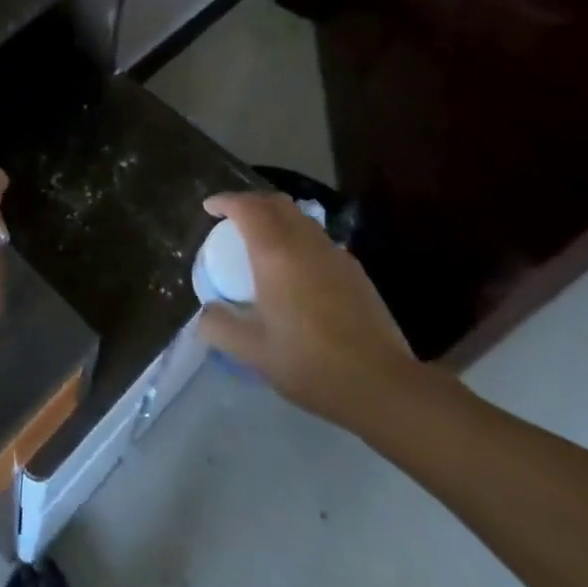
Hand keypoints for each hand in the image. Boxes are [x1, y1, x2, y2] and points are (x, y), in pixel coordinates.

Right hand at [196, 192, 420, 430]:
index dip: (225, 201)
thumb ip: (219, 327)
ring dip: (276, 217)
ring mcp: (335, 254)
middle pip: (275, 202)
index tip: (209, 208)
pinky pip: (318, 238)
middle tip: (232, 218)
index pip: (247, 207)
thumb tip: (204, 313)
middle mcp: (305, 243)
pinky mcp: (355, 271)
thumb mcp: (252, 351)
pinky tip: (295, 269)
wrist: (382, 385)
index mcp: (275, 253)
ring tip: (261, 240)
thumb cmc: (309, 362)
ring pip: (300, 218)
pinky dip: (297, 237)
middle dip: (250, 202)